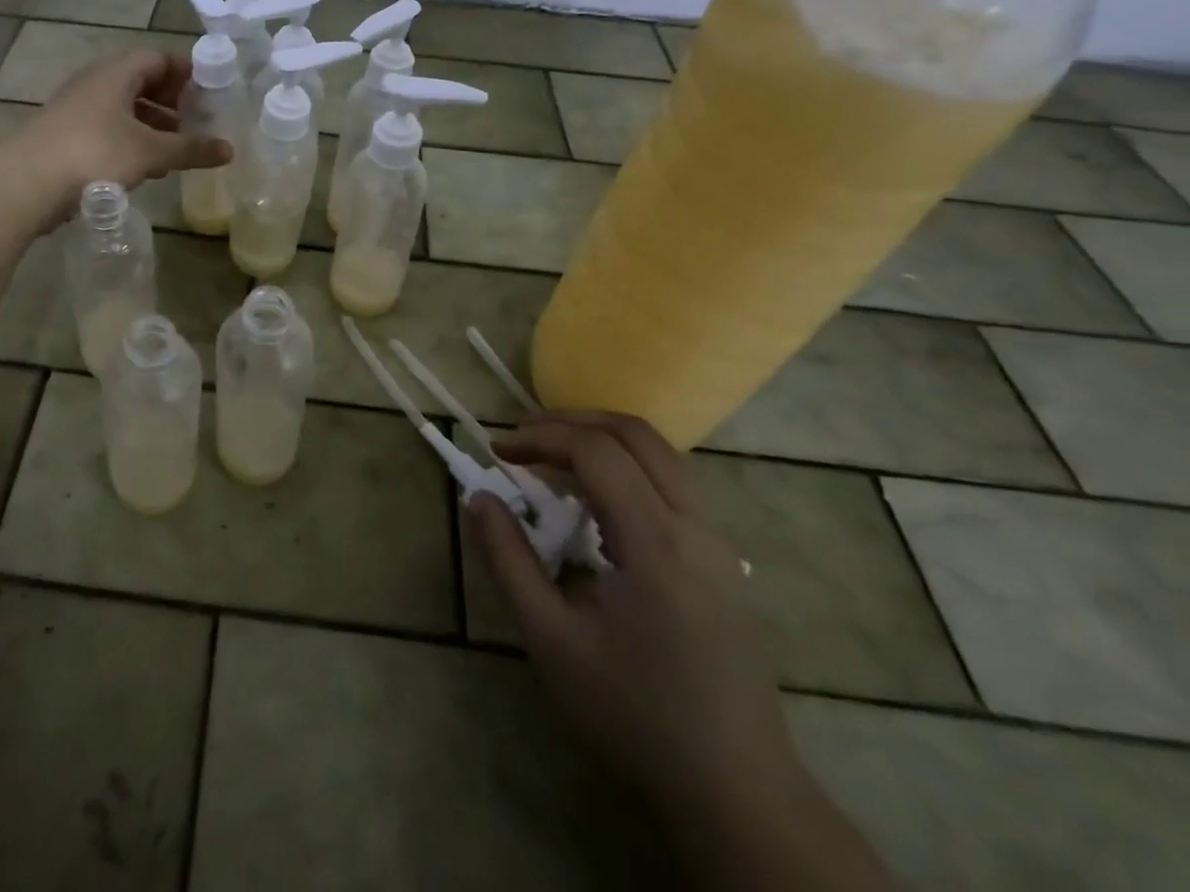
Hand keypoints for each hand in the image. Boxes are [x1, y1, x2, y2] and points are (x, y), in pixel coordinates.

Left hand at [18, 50, 231, 210]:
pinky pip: (107, 130)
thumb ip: (190, 149)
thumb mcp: (150, 152)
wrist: (26, 183)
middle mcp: (94, 83)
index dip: (185, 72)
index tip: (209, 93)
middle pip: (140, 82)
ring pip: (123, 109)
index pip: (157, 57)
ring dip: (152, 125)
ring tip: (176, 149)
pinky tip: (144, 167)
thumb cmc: (94, 153)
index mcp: (115, 73)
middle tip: (196, 122)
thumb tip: (229, 150)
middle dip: (171, 102)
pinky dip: (131, 142)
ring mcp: (76, 110)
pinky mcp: (65, 137)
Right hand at [469, 410, 798, 814]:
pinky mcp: (726, 563)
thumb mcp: (551, 639)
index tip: (499, 451)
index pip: (596, 452)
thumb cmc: (634, 714)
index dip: (541, 437)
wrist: (736, 792)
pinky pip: (673, 487)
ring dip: (603, 441)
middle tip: (524, 436)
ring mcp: (720, 544)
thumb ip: (508, 560)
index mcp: (657, 543)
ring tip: (553, 459)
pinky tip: (596, 505)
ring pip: (662, 456)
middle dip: (573, 422)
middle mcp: (697, 528)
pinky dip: (627, 470)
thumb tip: (478, 498)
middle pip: (637, 435)